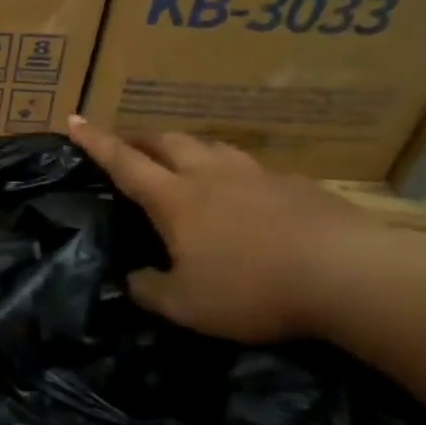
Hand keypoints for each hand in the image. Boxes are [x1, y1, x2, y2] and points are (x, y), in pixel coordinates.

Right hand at [67, 116, 398, 343]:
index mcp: (176, 199)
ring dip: (189, 148)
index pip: (124, 162)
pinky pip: (253, 168)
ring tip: (183, 160)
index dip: (96, 142)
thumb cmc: (253, 288)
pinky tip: (244, 191)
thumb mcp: (186, 305)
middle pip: (169, 142)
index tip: (74, 119)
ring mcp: (258, 176)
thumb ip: (150, 290)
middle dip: (142, 139)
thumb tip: (131, 279)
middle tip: (129, 145)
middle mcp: (211, 176)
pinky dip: (233, 171)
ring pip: (212, 147)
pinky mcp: (298, 185)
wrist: (351, 275)